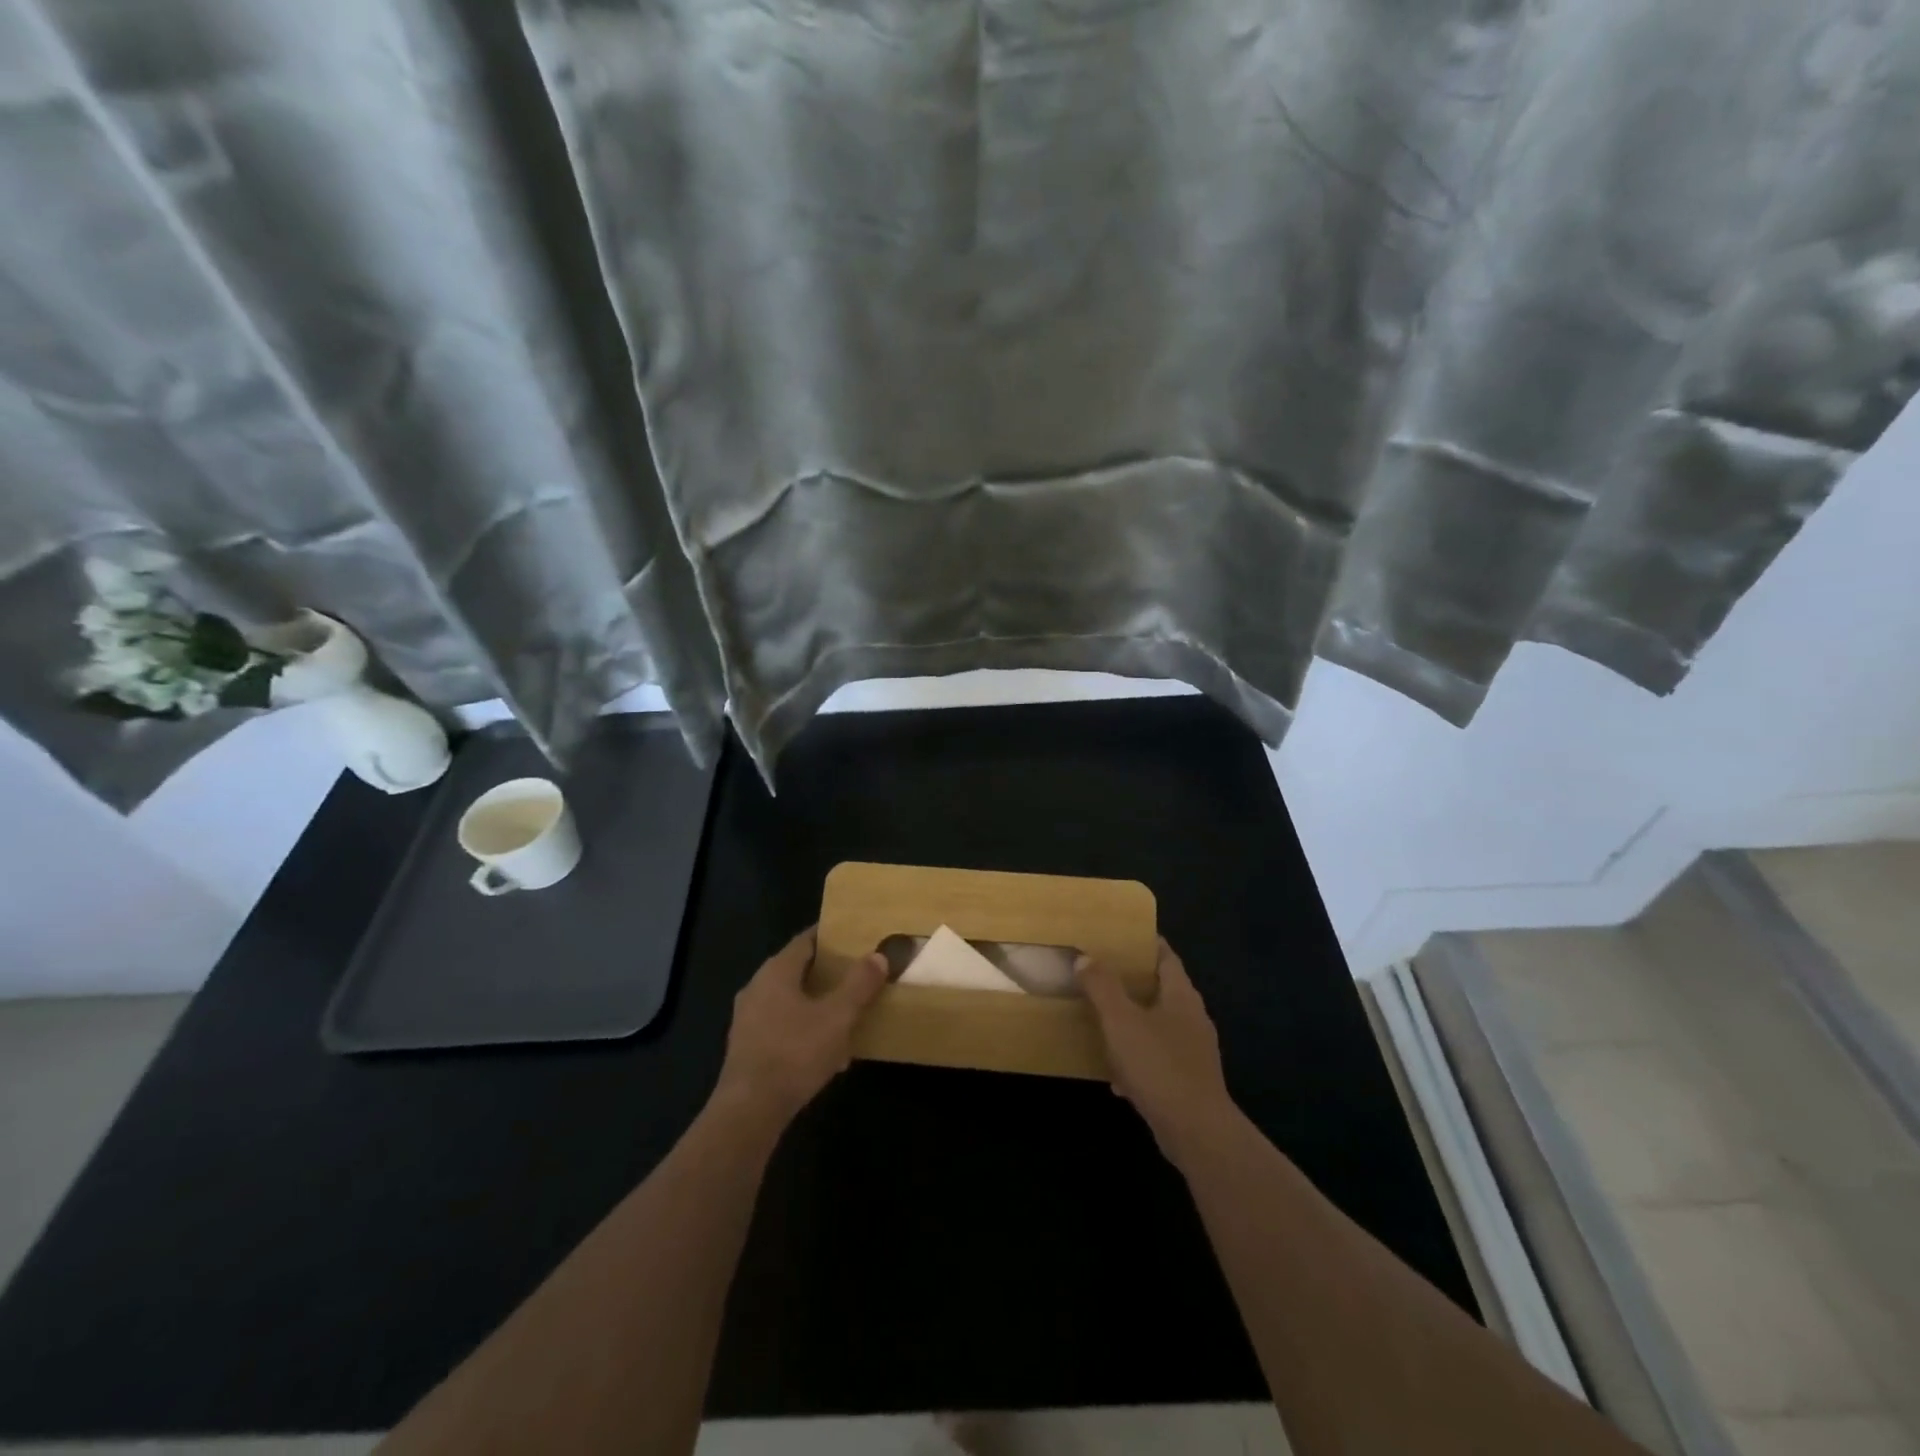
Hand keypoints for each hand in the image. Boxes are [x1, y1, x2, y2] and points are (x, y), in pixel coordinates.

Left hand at [713, 927, 887, 1128]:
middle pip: (797, 970)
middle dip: (827, 972)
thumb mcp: (837, 1017)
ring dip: (817, 1004)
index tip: (855, 936)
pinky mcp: (747, 1048)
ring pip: (790, 1001)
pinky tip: (827, 1051)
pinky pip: (782, 1027)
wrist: (749, 1111)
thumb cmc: (795, 1053)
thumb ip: (859, 984)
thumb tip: (878, 955)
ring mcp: (748, 1019)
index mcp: (776, 971)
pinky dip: (804, 1029)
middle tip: (858, 973)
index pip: (806, 940)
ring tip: (847, 1013)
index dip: (831, 936)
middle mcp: (757, 988)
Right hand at [1078, 938, 1236, 1166]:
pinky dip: (1138, 1060)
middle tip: (1101, 974)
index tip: (1119, 936)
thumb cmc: (1159, 1065)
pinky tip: (1116, 1076)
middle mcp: (1192, 1018)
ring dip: (1133, 1023)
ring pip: (1158, 1026)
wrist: (1196, 1131)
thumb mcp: (1121, 1021)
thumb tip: (1085, 957)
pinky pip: (1158, 1060)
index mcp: (1181, 996)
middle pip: (1162, 990)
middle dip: (1133, 983)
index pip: (1166, 956)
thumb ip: (1102, 986)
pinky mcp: (1188, 1081)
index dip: (1145, 943)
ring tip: (1102, 1020)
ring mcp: (1194, 1052)